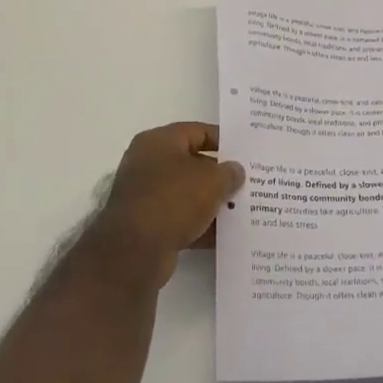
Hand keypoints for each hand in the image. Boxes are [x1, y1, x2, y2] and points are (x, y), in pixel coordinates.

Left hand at [86, 123, 244, 287]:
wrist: (135, 250)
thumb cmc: (173, 199)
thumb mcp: (211, 180)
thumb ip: (229, 172)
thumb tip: (235, 170)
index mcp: (158, 141)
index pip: (196, 131)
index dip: (223, 140)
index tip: (245, 152)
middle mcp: (148, 164)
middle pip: (192, 163)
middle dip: (220, 175)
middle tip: (248, 182)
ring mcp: (145, 195)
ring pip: (187, 194)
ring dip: (212, 202)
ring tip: (242, 209)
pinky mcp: (147, 225)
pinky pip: (180, 219)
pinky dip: (200, 226)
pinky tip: (226, 235)